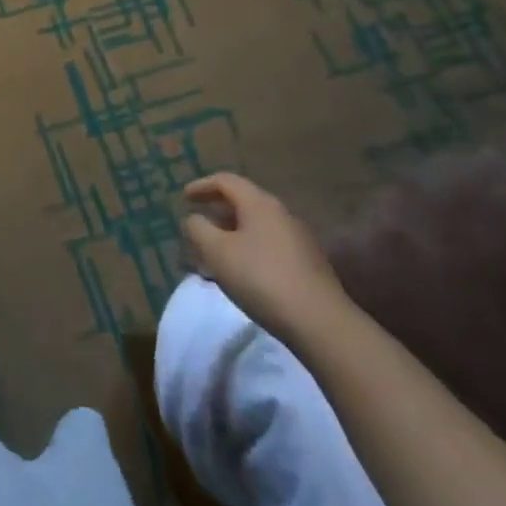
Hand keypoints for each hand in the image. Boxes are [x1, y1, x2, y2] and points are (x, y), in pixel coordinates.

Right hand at [182, 173, 349, 345]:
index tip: (184, 197)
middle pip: (242, 204)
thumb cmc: (261, 278)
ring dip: (231, 238)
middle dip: (216, 215)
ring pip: (255, 229)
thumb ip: (198, 229)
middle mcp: (281, 214)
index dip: (202, 186)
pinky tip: (240, 278)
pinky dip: (248, 253)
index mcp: (259, 203)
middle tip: (197, 230)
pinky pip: (268, 248)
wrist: (321, 323)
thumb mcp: (217, 252)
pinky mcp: (307, 265)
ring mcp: (298, 240)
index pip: (226, 181)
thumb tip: (194, 219)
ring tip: (213, 260)